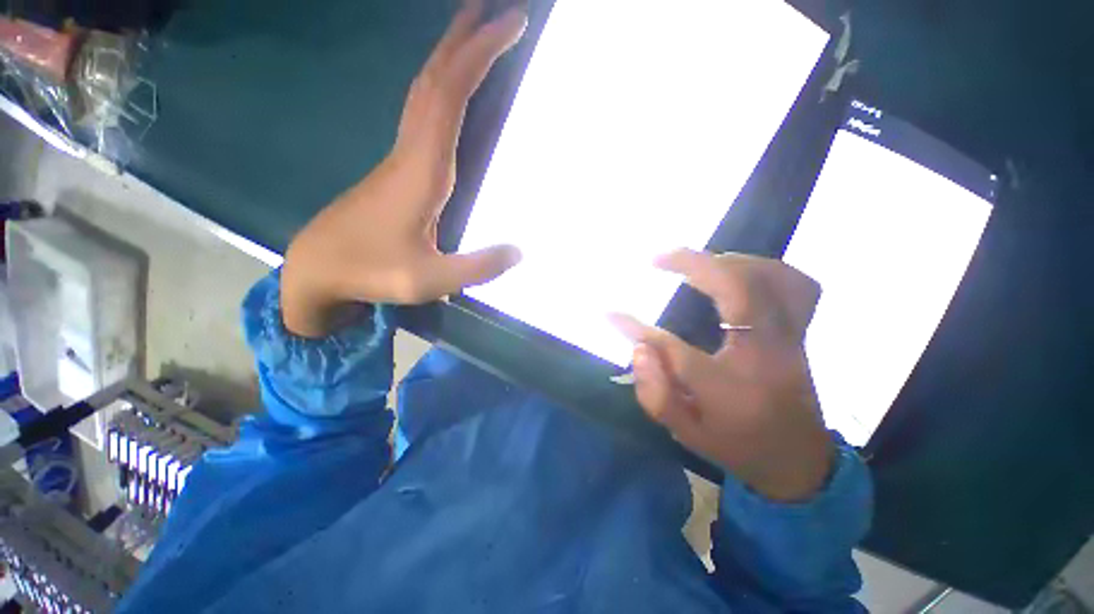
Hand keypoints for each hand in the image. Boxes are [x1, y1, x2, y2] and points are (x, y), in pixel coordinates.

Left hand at [282, 0, 527, 336]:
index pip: (451, 96)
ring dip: (451, 56)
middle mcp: (409, 151)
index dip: (480, 56)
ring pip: (424, 90)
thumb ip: (478, 268)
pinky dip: (441, 88)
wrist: (318, 270)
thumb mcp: (430, 280)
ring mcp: (399, 157)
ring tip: (477, 33)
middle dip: (466, 38)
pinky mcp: (397, 168)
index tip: (512, 23)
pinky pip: (421, 112)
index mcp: (422, 170)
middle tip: (499, 8)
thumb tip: (520, 251)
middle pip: (435, 78)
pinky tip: (452, 89)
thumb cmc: (370, 273)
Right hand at [610, 249, 833, 501]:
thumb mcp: (687, 434)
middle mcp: (767, 355)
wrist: (796, 458)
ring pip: (769, 277)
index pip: (675, 350)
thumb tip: (638, 348)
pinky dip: (763, 268)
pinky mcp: (799, 330)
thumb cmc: (736, 445)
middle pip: (737, 290)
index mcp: (732, 389)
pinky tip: (738, 271)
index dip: (636, 328)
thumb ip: (656, 394)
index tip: (609, 313)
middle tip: (657, 259)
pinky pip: (794, 284)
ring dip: (724, 261)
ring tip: (692, 264)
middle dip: (692, 264)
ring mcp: (790, 338)